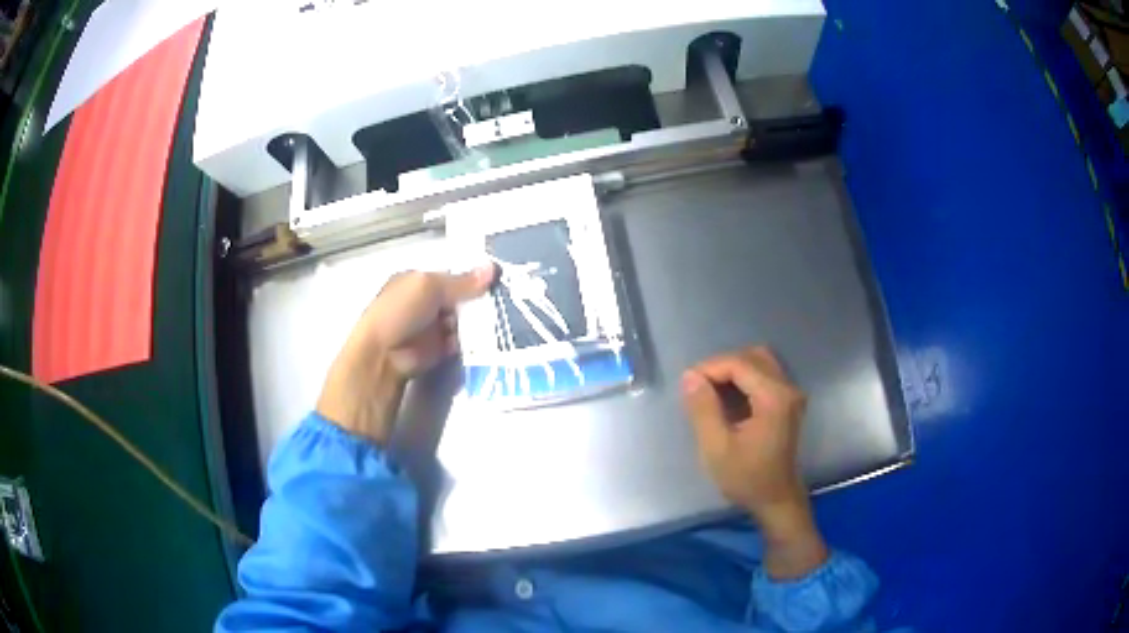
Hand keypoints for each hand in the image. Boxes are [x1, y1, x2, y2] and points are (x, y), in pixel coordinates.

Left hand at [317, 266, 494, 442]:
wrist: (383, 355)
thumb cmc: (400, 311)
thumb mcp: (429, 287)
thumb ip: (462, 281)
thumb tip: (494, 268)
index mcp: (417, 281)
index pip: (450, 275)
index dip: (472, 277)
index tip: (500, 278)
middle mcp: (425, 302)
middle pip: (459, 298)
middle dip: (479, 299)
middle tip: (508, 299)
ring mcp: (432, 326)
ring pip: (463, 319)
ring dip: (478, 320)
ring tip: (505, 317)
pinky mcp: (439, 348)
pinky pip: (462, 341)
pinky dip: (473, 340)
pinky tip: (492, 337)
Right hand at [681, 346, 827, 578]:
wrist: (776, 500)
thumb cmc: (747, 478)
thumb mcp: (716, 448)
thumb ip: (703, 409)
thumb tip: (690, 376)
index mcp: (774, 397)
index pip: (739, 363)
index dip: (710, 367)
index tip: (687, 385)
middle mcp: (787, 388)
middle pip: (752, 356)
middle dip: (722, 366)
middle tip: (698, 387)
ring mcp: (791, 393)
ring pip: (759, 362)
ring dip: (733, 370)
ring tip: (710, 392)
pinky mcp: (788, 401)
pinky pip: (764, 375)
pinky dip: (743, 379)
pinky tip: (728, 399)